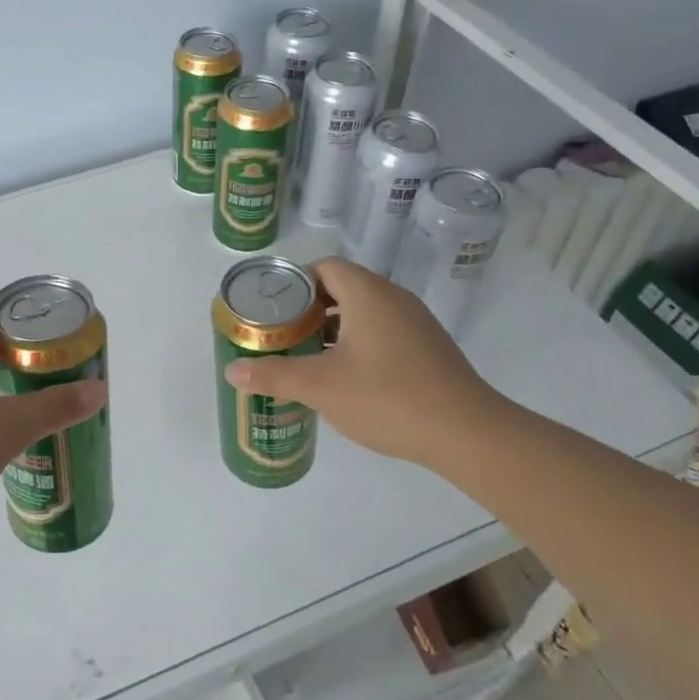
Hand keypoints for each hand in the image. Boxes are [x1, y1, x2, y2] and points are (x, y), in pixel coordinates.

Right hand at [222, 257, 505, 471]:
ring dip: (335, 327)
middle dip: (310, 307)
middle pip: (344, 287)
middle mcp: (393, 298)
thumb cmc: (386, 397)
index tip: (273, 309)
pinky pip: (384, 330)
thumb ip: (274, 375)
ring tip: (309, 356)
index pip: (324, 267)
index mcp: (368, 293)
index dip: (295, 282)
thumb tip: (232, 371)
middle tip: (284, 334)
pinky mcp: (429, 347)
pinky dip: (360, 342)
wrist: (466, 432)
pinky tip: (348, 377)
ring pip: (365, 311)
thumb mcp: (320, 387)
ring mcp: (416, 323)